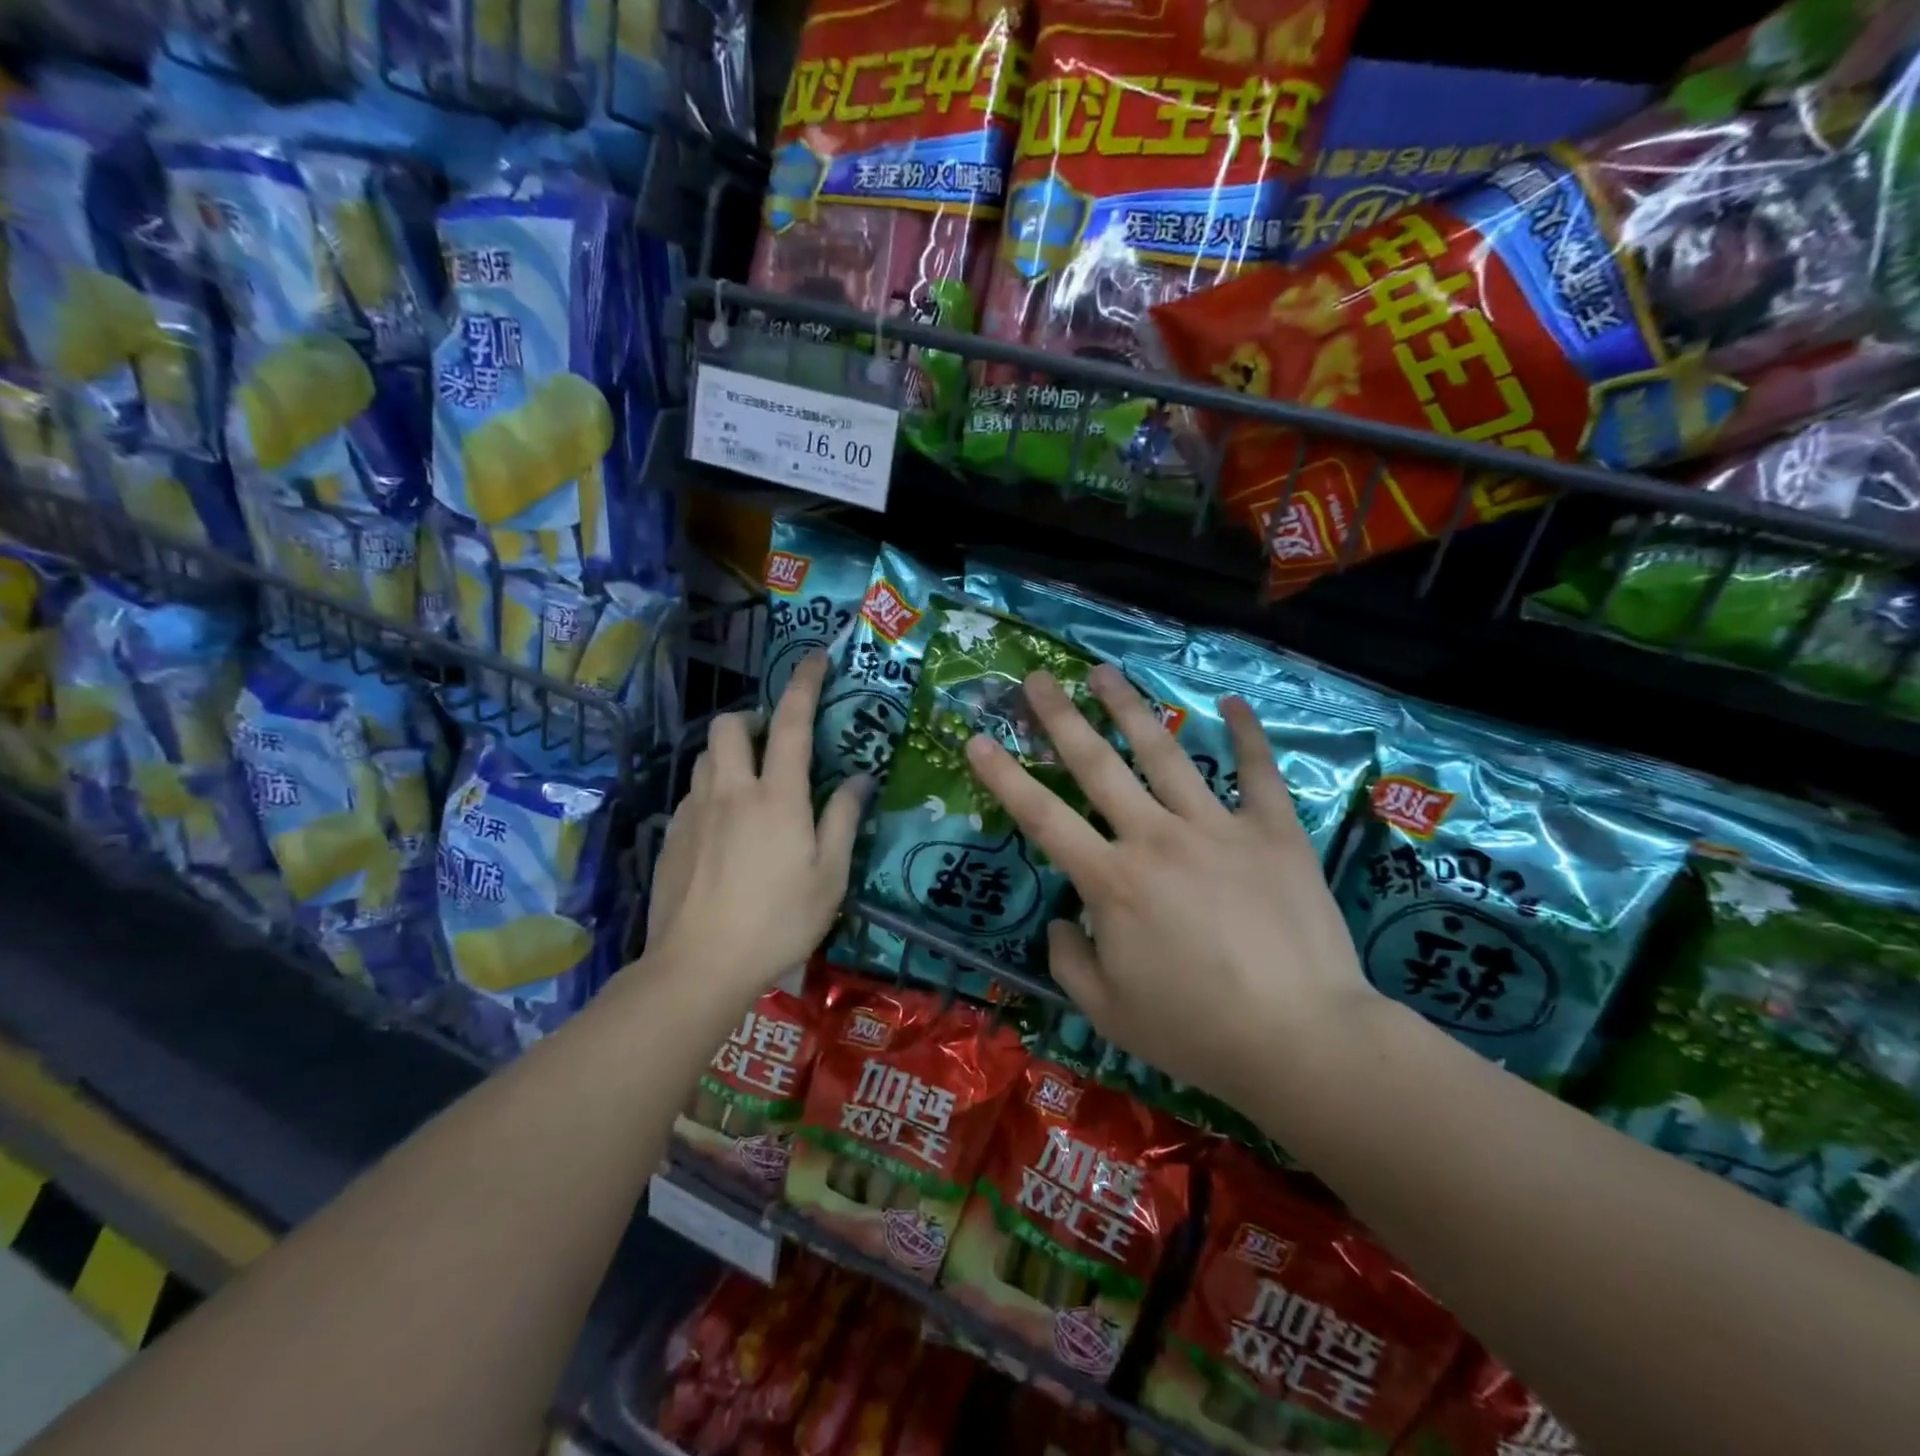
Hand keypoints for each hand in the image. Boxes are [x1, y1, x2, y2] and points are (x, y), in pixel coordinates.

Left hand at [646, 651, 868, 999]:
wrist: (698, 966)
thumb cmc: (778, 920)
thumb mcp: (830, 876)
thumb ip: (843, 819)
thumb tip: (858, 778)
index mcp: (776, 796)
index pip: (791, 723)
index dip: (804, 684)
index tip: (815, 658)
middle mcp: (730, 791)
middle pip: (730, 726)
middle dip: (753, 717)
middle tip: (775, 742)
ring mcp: (694, 812)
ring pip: (705, 756)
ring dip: (730, 753)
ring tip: (752, 784)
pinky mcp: (672, 836)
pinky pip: (693, 793)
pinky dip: (713, 789)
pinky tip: (726, 829)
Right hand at [964, 664, 1377, 1112]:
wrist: (1303, 1041)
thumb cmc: (1197, 1032)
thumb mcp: (1108, 1014)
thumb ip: (1069, 962)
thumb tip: (1059, 922)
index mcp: (1111, 882)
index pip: (1042, 817)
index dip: (1004, 776)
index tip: (977, 739)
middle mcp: (1156, 838)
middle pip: (1097, 764)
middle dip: (1060, 718)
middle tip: (1037, 679)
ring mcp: (1217, 827)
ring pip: (1165, 752)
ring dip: (1130, 708)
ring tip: (1105, 673)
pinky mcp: (1274, 831)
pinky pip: (1257, 772)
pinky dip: (1245, 734)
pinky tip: (1232, 702)